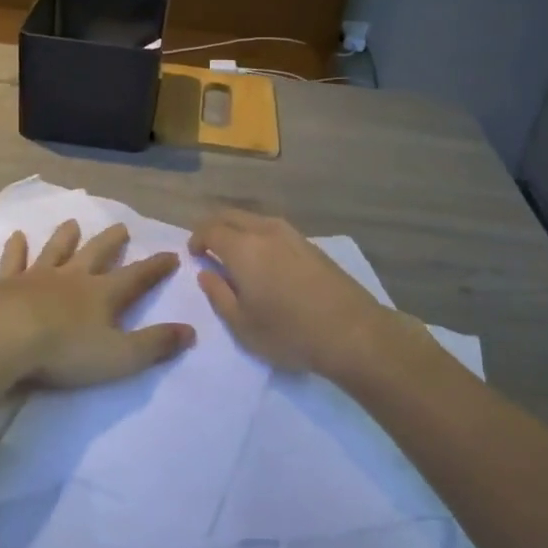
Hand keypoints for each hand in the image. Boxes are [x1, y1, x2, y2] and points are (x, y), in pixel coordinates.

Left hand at [0, 220, 194, 392]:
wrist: (4, 338)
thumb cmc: (64, 351)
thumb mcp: (119, 356)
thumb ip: (155, 344)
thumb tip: (191, 332)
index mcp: (102, 295)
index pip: (136, 277)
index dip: (155, 267)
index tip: (172, 254)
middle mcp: (72, 278)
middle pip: (96, 254)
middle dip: (111, 242)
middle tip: (122, 227)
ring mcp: (37, 277)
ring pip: (56, 250)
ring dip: (65, 237)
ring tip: (73, 223)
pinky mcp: (5, 284)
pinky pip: (13, 261)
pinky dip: (15, 248)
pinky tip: (16, 236)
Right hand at [190, 209, 413, 382]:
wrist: (353, 332)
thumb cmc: (289, 332)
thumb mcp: (242, 325)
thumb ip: (218, 294)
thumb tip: (206, 273)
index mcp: (243, 248)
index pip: (211, 229)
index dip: (197, 239)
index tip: (194, 255)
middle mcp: (266, 231)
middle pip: (232, 215)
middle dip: (215, 227)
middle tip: (208, 248)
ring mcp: (293, 235)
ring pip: (255, 219)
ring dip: (239, 229)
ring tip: (235, 254)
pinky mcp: (312, 246)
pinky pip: (275, 229)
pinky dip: (260, 236)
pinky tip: (265, 260)